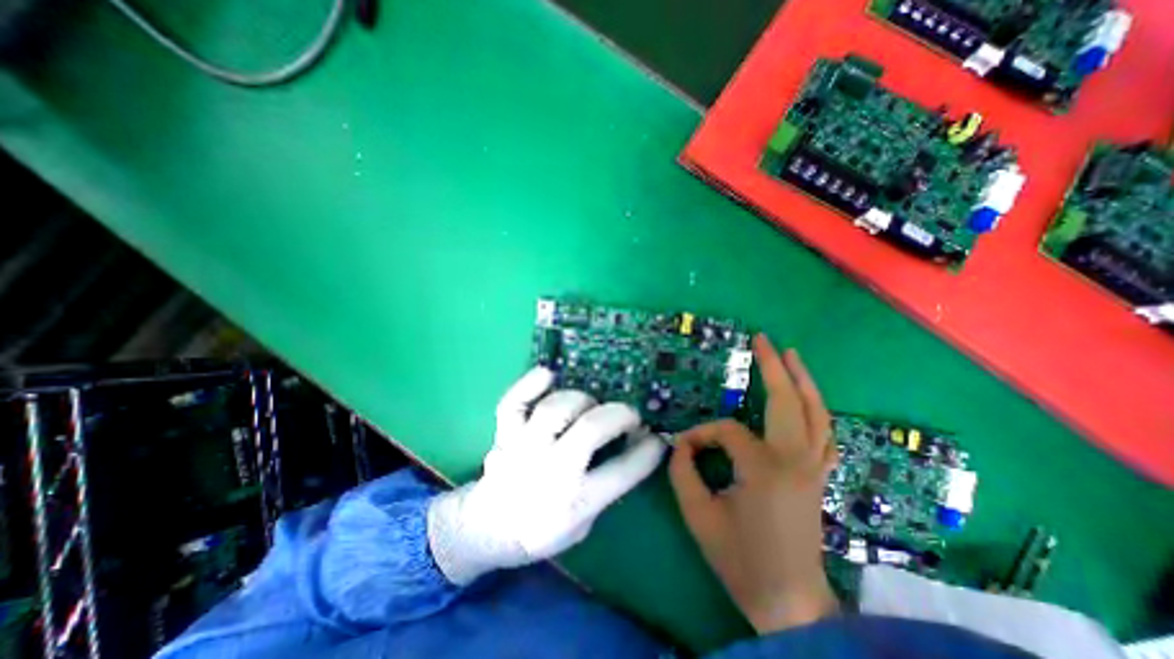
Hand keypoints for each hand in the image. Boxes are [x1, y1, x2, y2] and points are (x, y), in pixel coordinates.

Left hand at [429, 368, 669, 583]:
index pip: (622, 472)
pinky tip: (548, 375)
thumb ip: (606, 487)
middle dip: (619, 415)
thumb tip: (633, 447)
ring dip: (581, 400)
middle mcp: (550, 471)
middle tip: (630, 414)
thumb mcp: (583, 523)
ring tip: (589, 405)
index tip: (657, 437)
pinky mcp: (505, 433)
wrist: (487, 529)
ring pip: (555, 409)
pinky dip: (530, 384)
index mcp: (574, 503)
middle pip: (590, 430)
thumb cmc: (541, 529)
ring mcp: (524, 447)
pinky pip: (514, 402)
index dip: (647, 451)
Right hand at [665, 337, 839, 635]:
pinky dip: (817, 409)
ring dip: (803, 381)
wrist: (790, 601)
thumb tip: (682, 445)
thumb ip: (683, 472)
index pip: (726, 432)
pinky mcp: (819, 476)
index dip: (701, 436)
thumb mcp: (698, 515)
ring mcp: (814, 467)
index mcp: (764, 468)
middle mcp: (796, 460)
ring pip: (816, 413)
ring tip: (792, 355)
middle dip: (774, 367)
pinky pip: (824, 433)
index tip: (684, 449)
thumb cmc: (740, 560)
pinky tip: (809, 398)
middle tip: (763, 339)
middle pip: (788, 401)